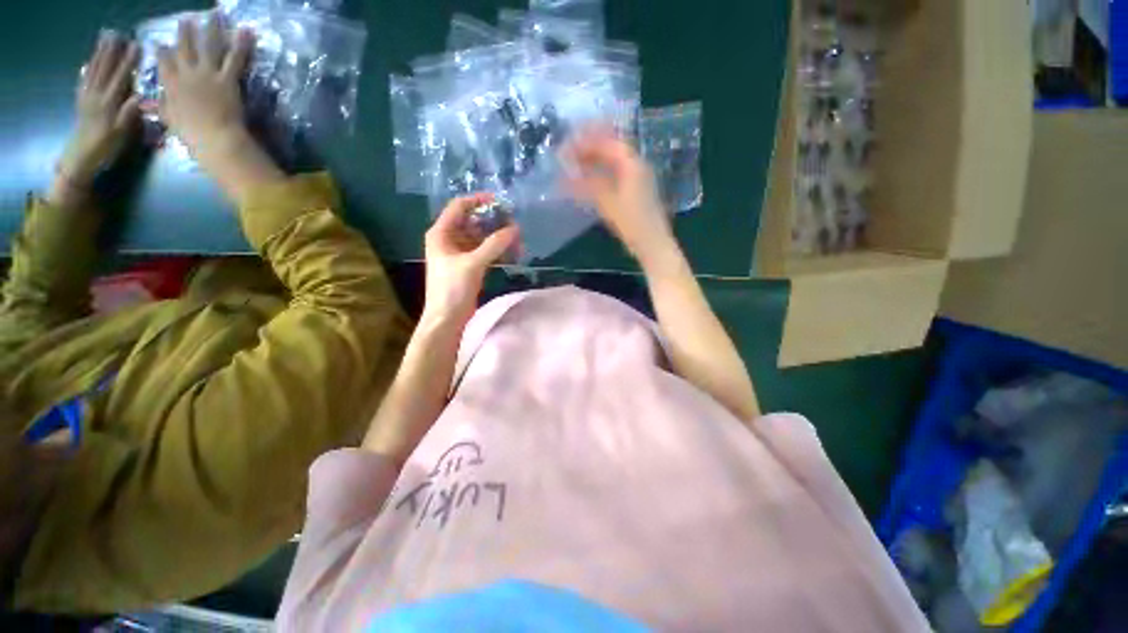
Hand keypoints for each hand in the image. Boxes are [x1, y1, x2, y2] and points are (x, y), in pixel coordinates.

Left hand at [56, 31, 140, 190]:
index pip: (121, 78)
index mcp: (108, 103)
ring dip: (99, 55)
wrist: (79, 160)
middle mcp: (96, 96)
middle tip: (118, 36)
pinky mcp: (80, 103)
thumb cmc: (105, 149)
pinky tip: (88, 63)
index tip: (137, 46)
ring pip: (93, 71)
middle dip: (112, 53)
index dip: (128, 62)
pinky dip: (86, 70)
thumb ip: (129, 115)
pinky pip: (83, 82)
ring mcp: (86, 98)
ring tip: (104, 41)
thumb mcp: (121, 134)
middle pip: (105, 70)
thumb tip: (139, 98)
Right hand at [157, 14, 252, 158]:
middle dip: (185, 32)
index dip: (162, 51)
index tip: (160, 43)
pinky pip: (236, 58)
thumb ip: (162, 108)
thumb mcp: (170, 120)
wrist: (214, 139)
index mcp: (171, 85)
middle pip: (184, 48)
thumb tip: (147, 104)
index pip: (163, 63)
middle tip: (186, 19)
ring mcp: (207, 74)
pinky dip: (242, 44)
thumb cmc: (192, 135)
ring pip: (209, 46)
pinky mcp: (227, 79)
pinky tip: (246, 31)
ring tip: (216, 14)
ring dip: (213, 28)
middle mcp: (187, 74)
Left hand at [423, 194, 520, 324]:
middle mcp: (449, 239)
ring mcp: (459, 253)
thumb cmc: (452, 289)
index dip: (478, 201)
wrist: (447, 319)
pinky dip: (496, 250)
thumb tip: (514, 229)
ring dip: (497, 237)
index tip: (500, 202)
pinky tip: (511, 252)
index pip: (459, 207)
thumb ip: (494, 245)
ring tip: (516, 240)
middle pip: (472, 221)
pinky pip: (483, 251)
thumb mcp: (473, 264)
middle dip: (493, 221)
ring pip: (480, 237)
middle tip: (513, 223)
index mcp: (441, 233)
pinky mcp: (468, 266)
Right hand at [565, 130, 676, 267]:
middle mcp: (637, 167)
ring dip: (594, 162)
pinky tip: (588, 183)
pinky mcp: (635, 193)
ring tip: (574, 166)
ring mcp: (638, 180)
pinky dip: (600, 175)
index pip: (609, 142)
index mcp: (633, 165)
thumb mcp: (608, 203)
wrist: (653, 244)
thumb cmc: (633, 223)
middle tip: (569, 154)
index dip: (588, 141)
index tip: (569, 145)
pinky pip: (615, 176)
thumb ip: (587, 186)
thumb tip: (566, 177)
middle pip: (612, 150)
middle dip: (590, 149)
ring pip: (613, 164)